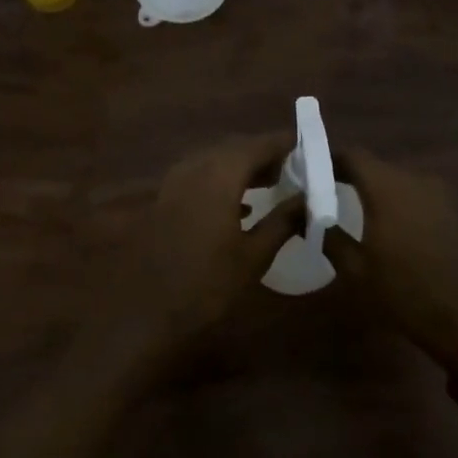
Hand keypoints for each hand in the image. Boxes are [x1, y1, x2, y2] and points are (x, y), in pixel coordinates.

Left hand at [109, 133, 301, 344]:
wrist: (148, 314)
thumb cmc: (208, 285)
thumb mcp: (254, 255)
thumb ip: (283, 221)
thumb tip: (308, 200)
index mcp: (218, 176)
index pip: (258, 145)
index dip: (284, 143)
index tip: (309, 146)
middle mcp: (194, 169)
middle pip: (234, 148)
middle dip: (264, 154)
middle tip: (293, 167)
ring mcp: (174, 184)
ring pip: (215, 161)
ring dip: (243, 167)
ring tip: (272, 182)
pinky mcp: (164, 201)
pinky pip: (199, 177)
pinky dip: (223, 181)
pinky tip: (240, 204)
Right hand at [323, 150, 457, 373]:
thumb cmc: (399, 292)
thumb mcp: (353, 268)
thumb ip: (326, 234)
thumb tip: (303, 214)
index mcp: (386, 189)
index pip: (353, 156)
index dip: (331, 159)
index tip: (312, 170)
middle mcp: (413, 181)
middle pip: (376, 166)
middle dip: (352, 174)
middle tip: (329, 191)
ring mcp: (437, 194)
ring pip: (397, 180)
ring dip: (376, 188)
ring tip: (356, 207)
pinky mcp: (451, 210)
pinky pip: (416, 194)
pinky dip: (398, 201)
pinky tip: (388, 223)